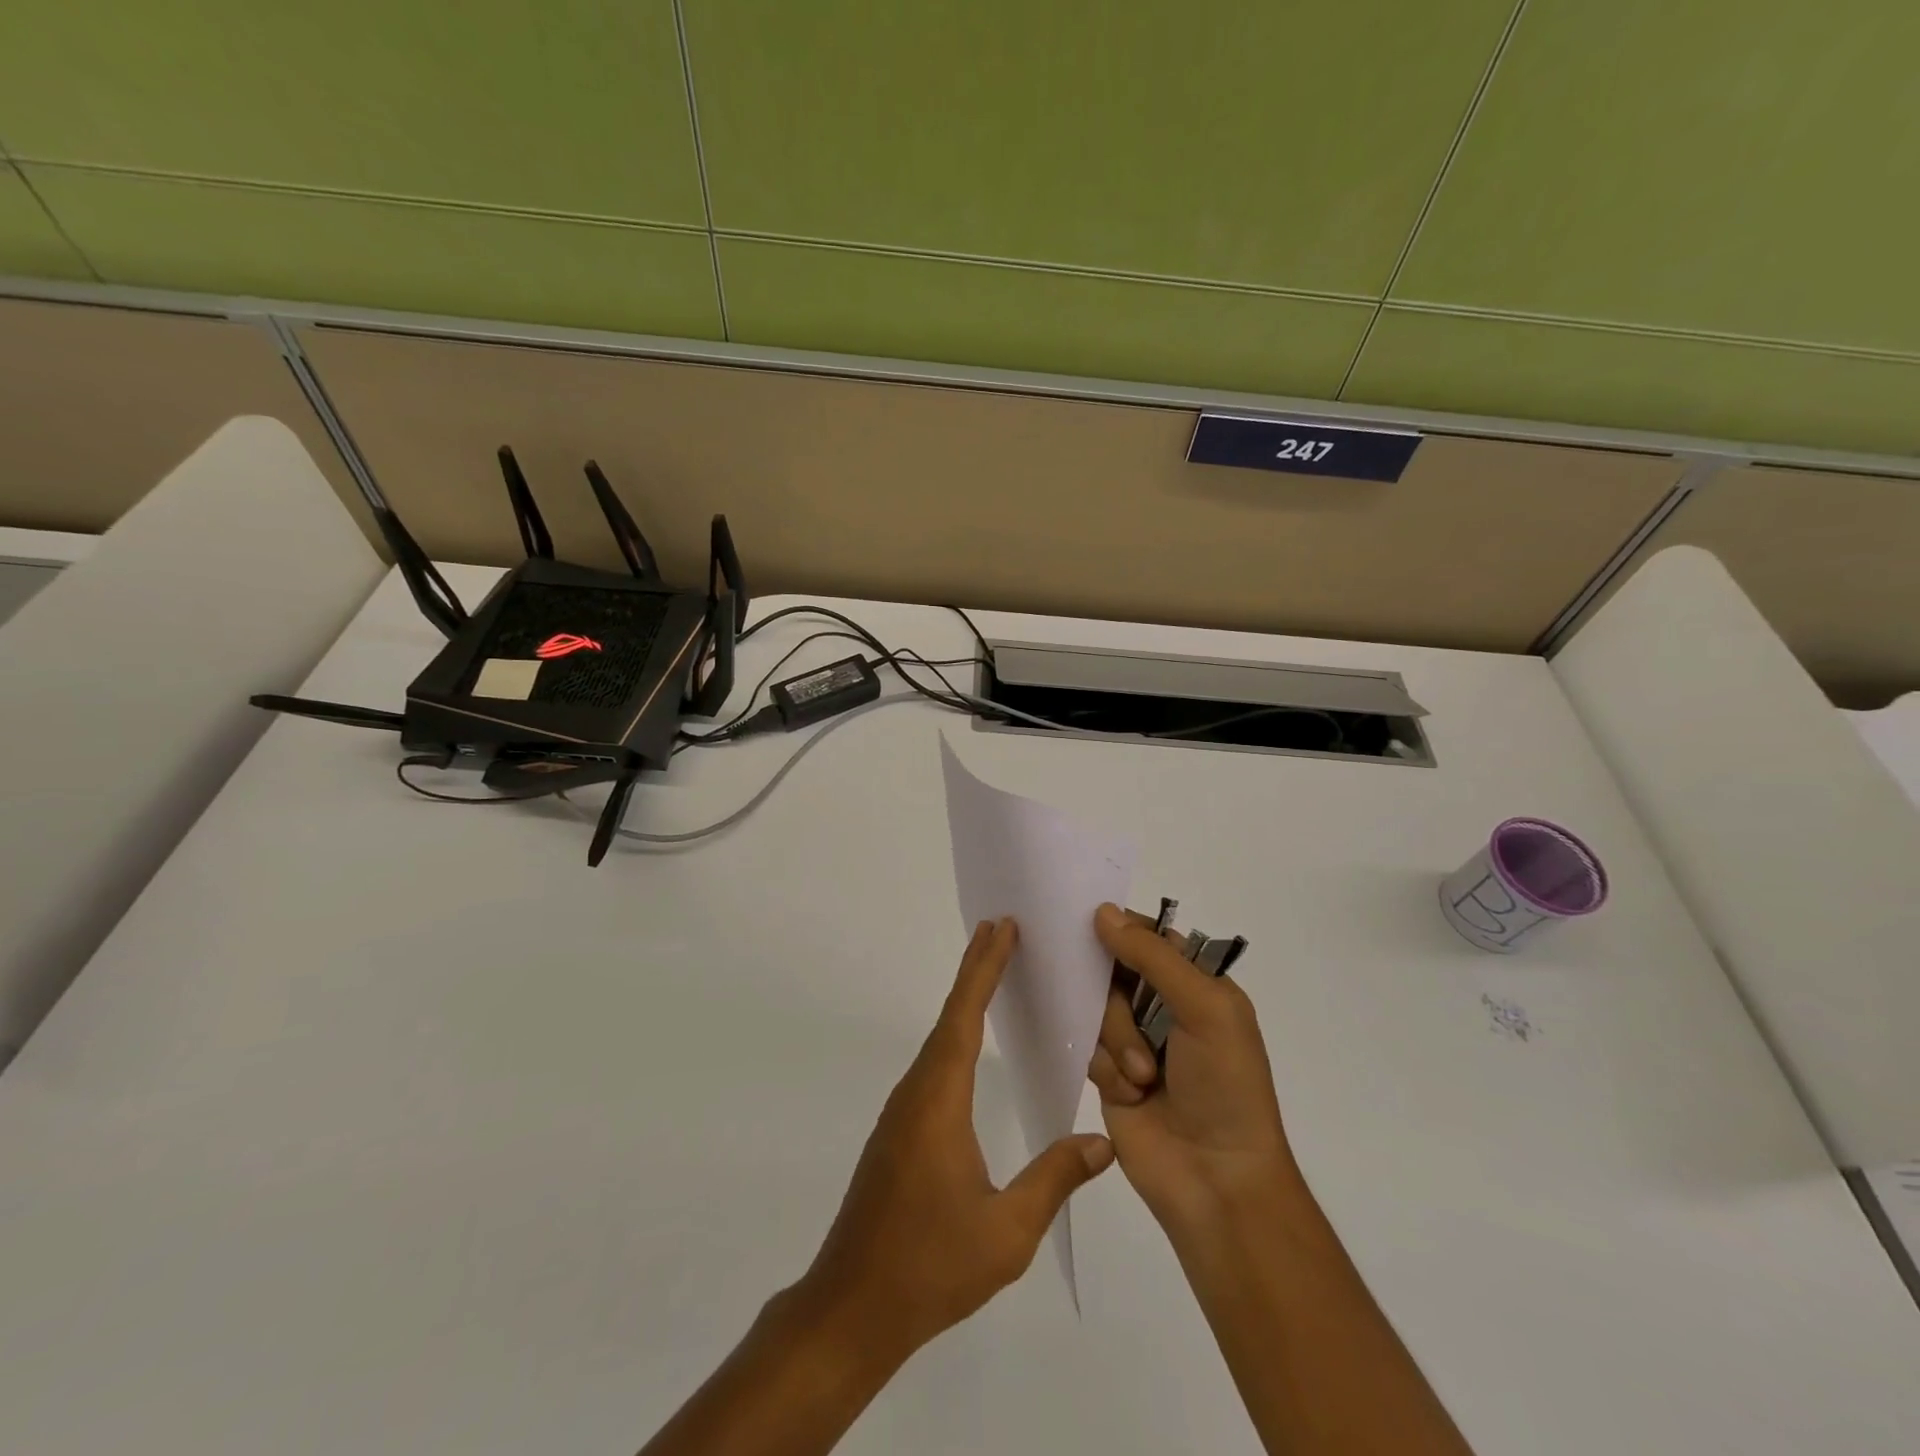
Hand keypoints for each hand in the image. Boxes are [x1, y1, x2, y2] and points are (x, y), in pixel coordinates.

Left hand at [794, 918, 1115, 1367]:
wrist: (853, 1306)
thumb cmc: (931, 1267)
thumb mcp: (1007, 1232)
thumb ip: (1054, 1180)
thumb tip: (1102, 1141)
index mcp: (939, 1101)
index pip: (964, 1017)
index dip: (984, 969)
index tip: (1002, 929)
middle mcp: (916, 1093)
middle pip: (949, 1017)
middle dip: (976, 970)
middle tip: (1000, 928)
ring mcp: (902, 1111)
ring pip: (938, 1040)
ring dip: (964, 1000)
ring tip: (992, 971)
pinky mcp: (899, 1131)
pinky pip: (933, 1065)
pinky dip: (954, 1034)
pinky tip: (968, 1045)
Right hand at [1087, 903, 1299, 1237]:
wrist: (1216, 1182)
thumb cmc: (1225, 1086)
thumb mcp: (1204, 1009)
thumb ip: (1153, 956)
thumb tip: (1103, 911)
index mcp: (1197, 984)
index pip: (1150, 937)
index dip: (1122, 932)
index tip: (1092, 930)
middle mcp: (1164, 1006)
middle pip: (1112, 972)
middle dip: (1120, 1005)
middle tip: (1138, 1033)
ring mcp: (1134, 1041)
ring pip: (1095, 1010)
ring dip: (1116, 1043)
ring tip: (1142, 1079)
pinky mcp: (1110, 1075)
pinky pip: (1087, 1048)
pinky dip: (1106, 1069)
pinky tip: (1130, 1095)